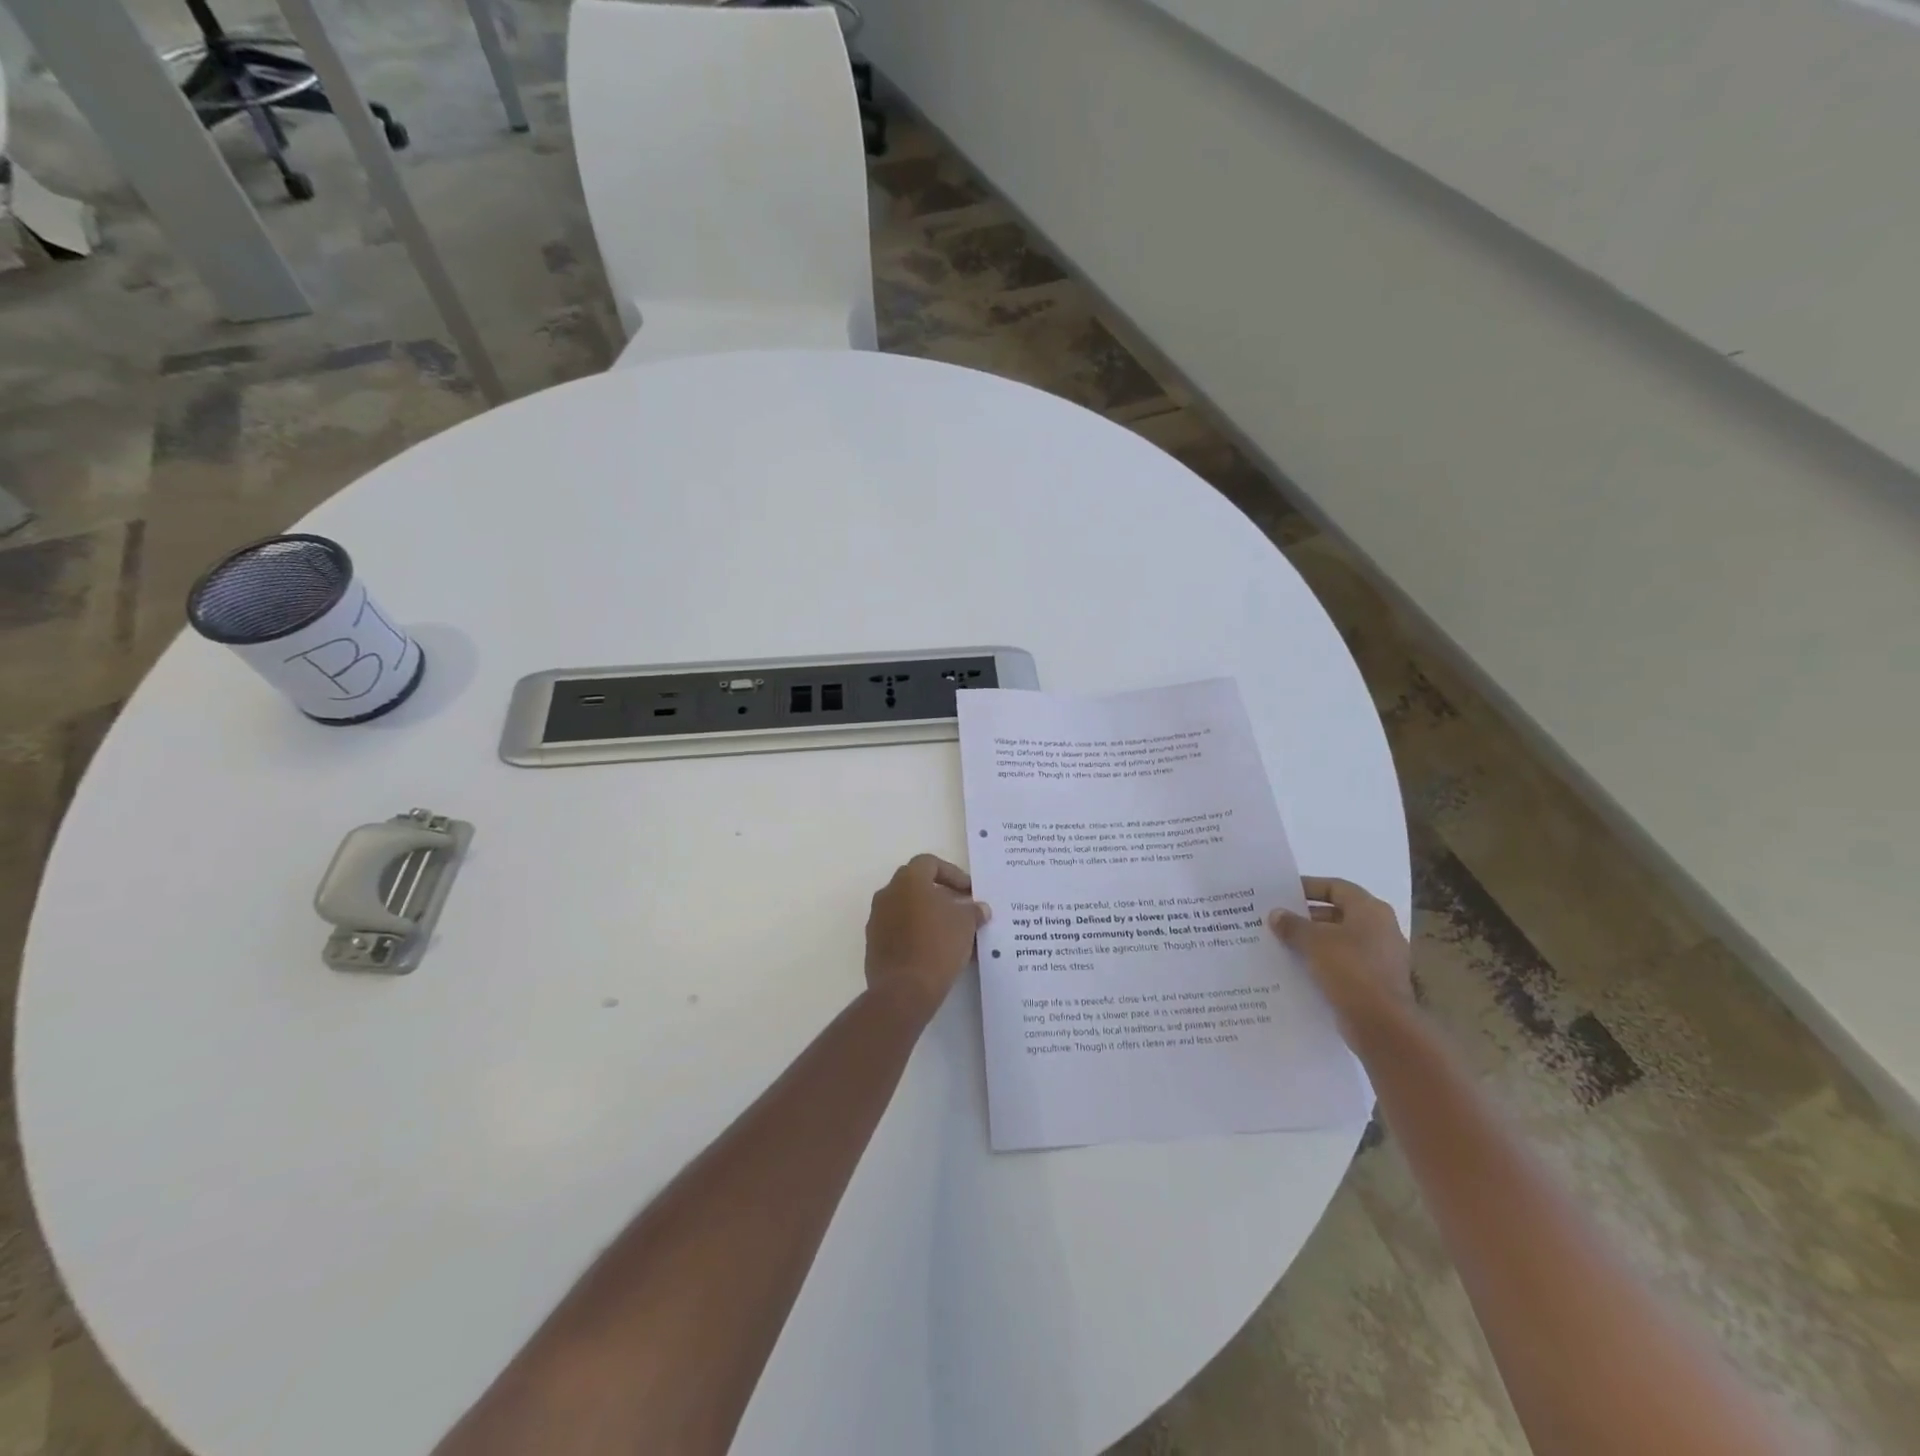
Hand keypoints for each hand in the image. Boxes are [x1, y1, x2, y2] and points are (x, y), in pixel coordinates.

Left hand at [864, 855, 988, 1021]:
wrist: (904, 990)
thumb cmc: (938, 945)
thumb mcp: (966, 924)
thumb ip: (973, 911)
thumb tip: (979, 909)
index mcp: (908, 881)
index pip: (929, 863)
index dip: (952, 874)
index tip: (969, 891)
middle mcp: (887, 894)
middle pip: (916, 885)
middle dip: (940, 894)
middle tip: (961, 909)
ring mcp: (877, 920)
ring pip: (907, 909)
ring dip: (928, 916)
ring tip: (952, 934)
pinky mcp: (874, 945)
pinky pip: (899, 931)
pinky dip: (917, 934)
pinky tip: (936, 952)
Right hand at [1269, 877, 1412, 1037]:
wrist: (1382, 1025)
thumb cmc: (1350, 970)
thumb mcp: (1314, 942)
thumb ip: (1293, 925)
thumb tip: (1276, 914)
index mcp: (1370, 910)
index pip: (1336, 887)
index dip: (1309, 887)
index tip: (1282, 893)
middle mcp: (1379, 929)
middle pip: (1337, 913)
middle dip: (1306, 916)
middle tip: (1276, 919)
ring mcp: (1379, 957)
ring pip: (1338, 940)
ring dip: (1311, 941)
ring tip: (1280, 943)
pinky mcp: (1373, 982)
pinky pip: (1341, 964)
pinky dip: (1320, 963)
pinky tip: (1296, 968)